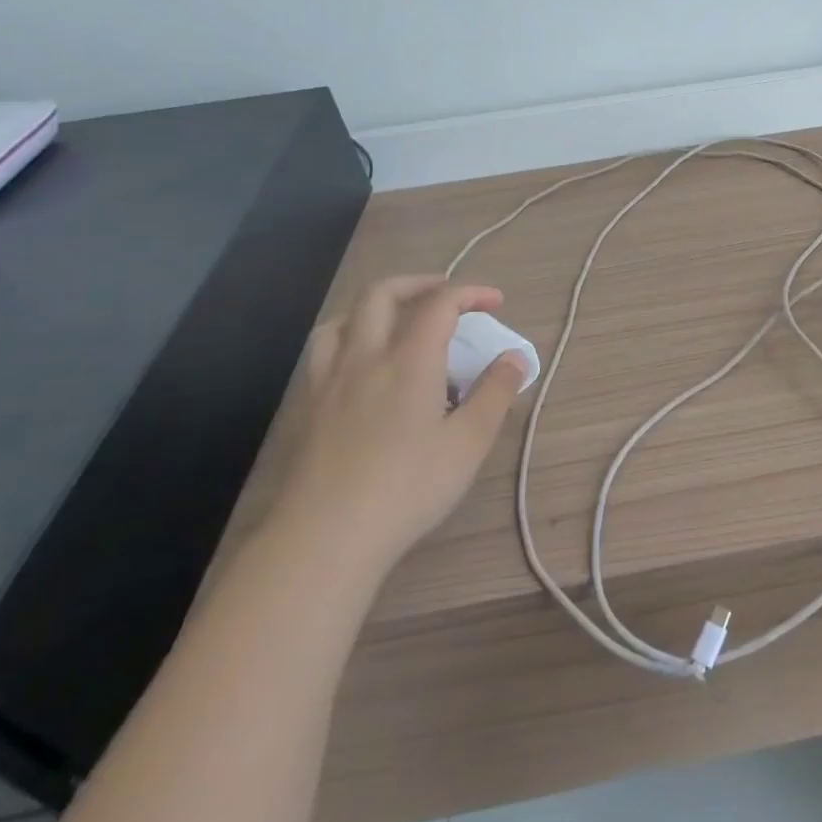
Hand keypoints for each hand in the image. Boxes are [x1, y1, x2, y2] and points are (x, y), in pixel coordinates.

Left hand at [271, 275, 527, 575]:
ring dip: (376, 306)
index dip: (470, 292)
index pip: (440, 304)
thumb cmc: (407, 488)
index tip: (495, 301)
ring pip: (343, 318)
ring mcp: (328, 382)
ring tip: (399, 321)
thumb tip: (514, 358)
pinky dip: (349, 337)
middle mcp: (364, 358)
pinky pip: (324, 351)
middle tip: (448, 295)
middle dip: (420, 283)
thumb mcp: (468, 443)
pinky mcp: (307, 408)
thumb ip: (495, 393)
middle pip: (382, 294)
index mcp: (409, 361)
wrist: (323, 538)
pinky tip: (362, 366)